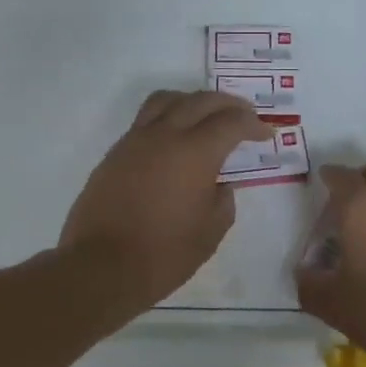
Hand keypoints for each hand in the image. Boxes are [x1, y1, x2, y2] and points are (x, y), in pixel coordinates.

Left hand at [60, 90, 268, 312]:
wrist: (101, 266)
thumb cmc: (164, 253)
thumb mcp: (210, 232)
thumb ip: (223, 201)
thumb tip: (219, 186)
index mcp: (195, 152)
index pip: (231, 122)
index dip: (253, 125)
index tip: (264, 135)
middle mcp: (165, 135)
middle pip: (201, 100)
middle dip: (228, 104)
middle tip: (244, 116)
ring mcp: (136, 140)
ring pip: (167, 100)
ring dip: (193, 101)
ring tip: (205, 116)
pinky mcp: (116, 153)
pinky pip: (145, 120)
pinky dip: (167, 117)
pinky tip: (174, 140)